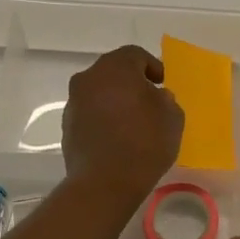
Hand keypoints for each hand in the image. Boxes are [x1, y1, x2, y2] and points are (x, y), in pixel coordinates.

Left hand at [62, 45, 183, 205]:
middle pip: (113, 71)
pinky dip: (103, 117)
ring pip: (99, 91)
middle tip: (148, 100)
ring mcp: (74, 102)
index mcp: (116, 67)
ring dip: (114, 100)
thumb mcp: (172, 118)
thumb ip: (166, 100)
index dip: (152, 66)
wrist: (104, 183)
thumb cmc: (144, 143)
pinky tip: (116, 137)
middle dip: (131, 82)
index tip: (162, 84)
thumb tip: (156, 97)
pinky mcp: (67, 125)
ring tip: (132, 121)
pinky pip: (90, 112)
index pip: (135, 55)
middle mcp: (89, 78)